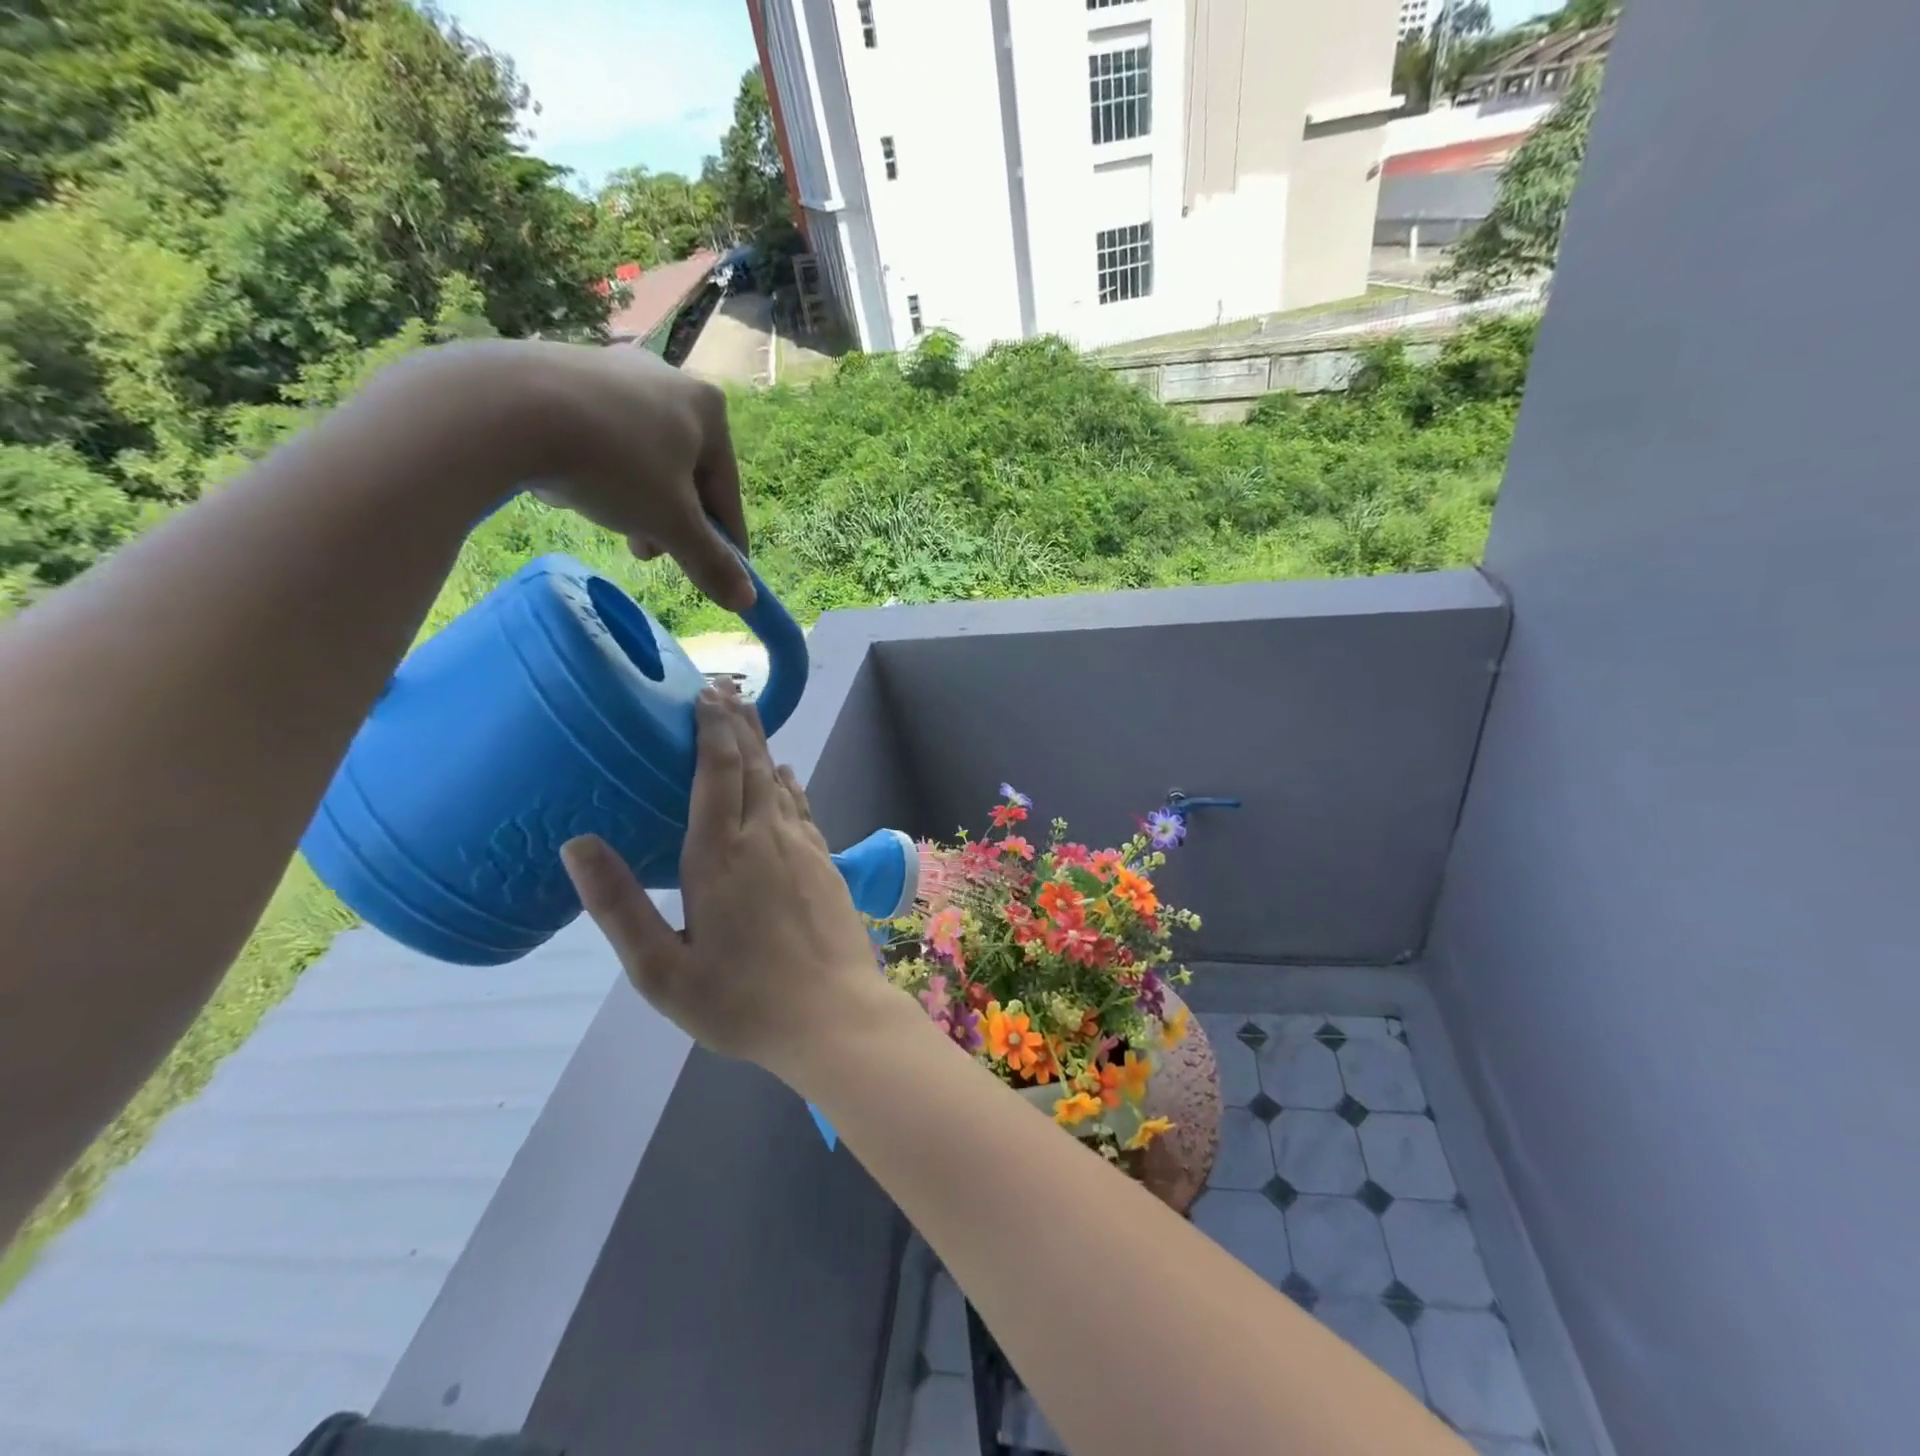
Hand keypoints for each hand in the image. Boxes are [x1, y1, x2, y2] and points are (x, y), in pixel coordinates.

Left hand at [386, 339, 755, 611]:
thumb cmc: (614, 464)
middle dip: (670, 520)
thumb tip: (747, 601)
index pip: (727, 492)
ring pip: (640, 454)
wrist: (506, 407)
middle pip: (683, 472)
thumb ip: (711, 562)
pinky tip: (575, 485)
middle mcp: (669, 378)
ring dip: (635, 498)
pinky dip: (598, 467)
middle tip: (648, 553)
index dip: (726, 541)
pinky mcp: (565, 368)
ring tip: (611, 524)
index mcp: (709, 409)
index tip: (721, 576)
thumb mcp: (671, 525)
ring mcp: (615, 369)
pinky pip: (599, 433)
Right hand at [558, 685, 886, 1077]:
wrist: (833, 1017)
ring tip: (750, 717)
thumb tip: (577, 844)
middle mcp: (764, 837)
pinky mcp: (826, 863)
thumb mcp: (661, 970)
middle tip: (726, 688)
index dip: (711, 729)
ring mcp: (802, 848)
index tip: (704, 695)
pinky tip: (786, 776)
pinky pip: (802, 807)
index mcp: (719, 856)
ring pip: (780, 781)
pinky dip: (789, 783)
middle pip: (752, 764)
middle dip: (738, 723)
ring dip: (763, 745)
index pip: (716, 772)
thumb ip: (619, 905)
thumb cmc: (740, 1001)